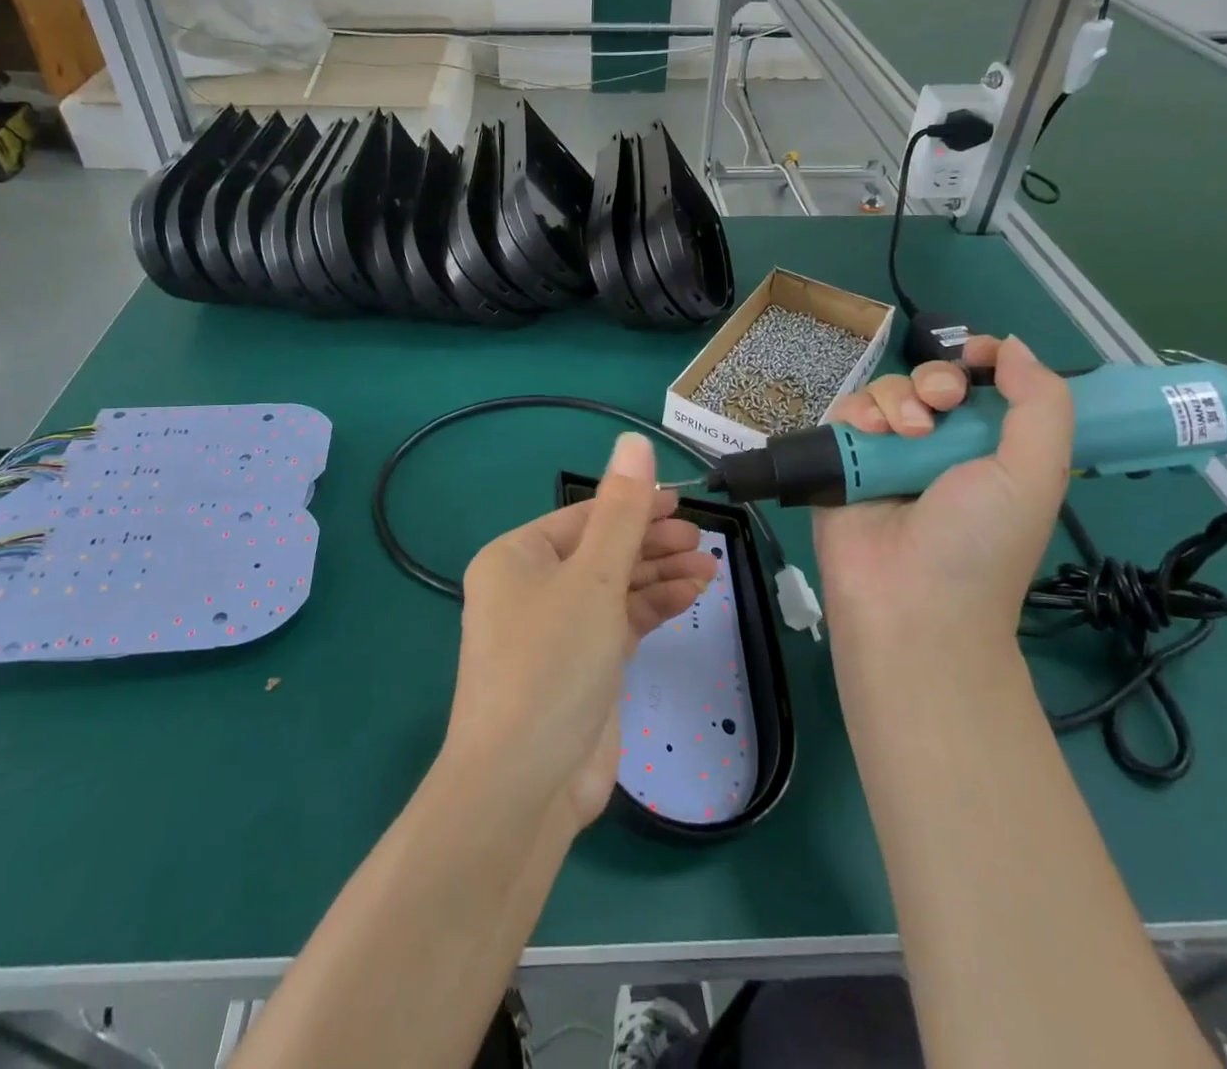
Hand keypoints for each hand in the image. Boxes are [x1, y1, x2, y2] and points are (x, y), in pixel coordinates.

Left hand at [443, 435, 716, 827]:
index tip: (683, 503)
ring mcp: (556, 630)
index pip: (585, 516)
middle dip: (651, 542)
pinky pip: (621, 621)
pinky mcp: (581, 666)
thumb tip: (634, 441)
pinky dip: (653, 607)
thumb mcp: (592, 578)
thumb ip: (622, 511)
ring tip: (709, 565)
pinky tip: (692, 594)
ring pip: (615, 586)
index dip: (635, 505)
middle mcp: (531, 588)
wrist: (523, 784)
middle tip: (701, 538)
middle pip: (602, 549)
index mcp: (517, 557)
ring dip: (659, 574)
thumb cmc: (551, 663)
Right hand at [813, 335, 1072, 652]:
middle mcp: (935, 446)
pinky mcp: (841, 461)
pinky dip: (857, 413)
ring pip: (884, 391)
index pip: (980, 386)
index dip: (978, 360)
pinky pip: (845, 413)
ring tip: (902, 434)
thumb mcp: (1035, 473)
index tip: (976, 354)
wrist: (910, 601)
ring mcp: (885, 453)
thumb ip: (1040, 403)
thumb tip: (1010, 345)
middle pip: (928, 381)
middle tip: (941, 405)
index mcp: (987, 449)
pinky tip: (870, 434)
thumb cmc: (981, 542)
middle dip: (936, 380)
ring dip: (896, 399)